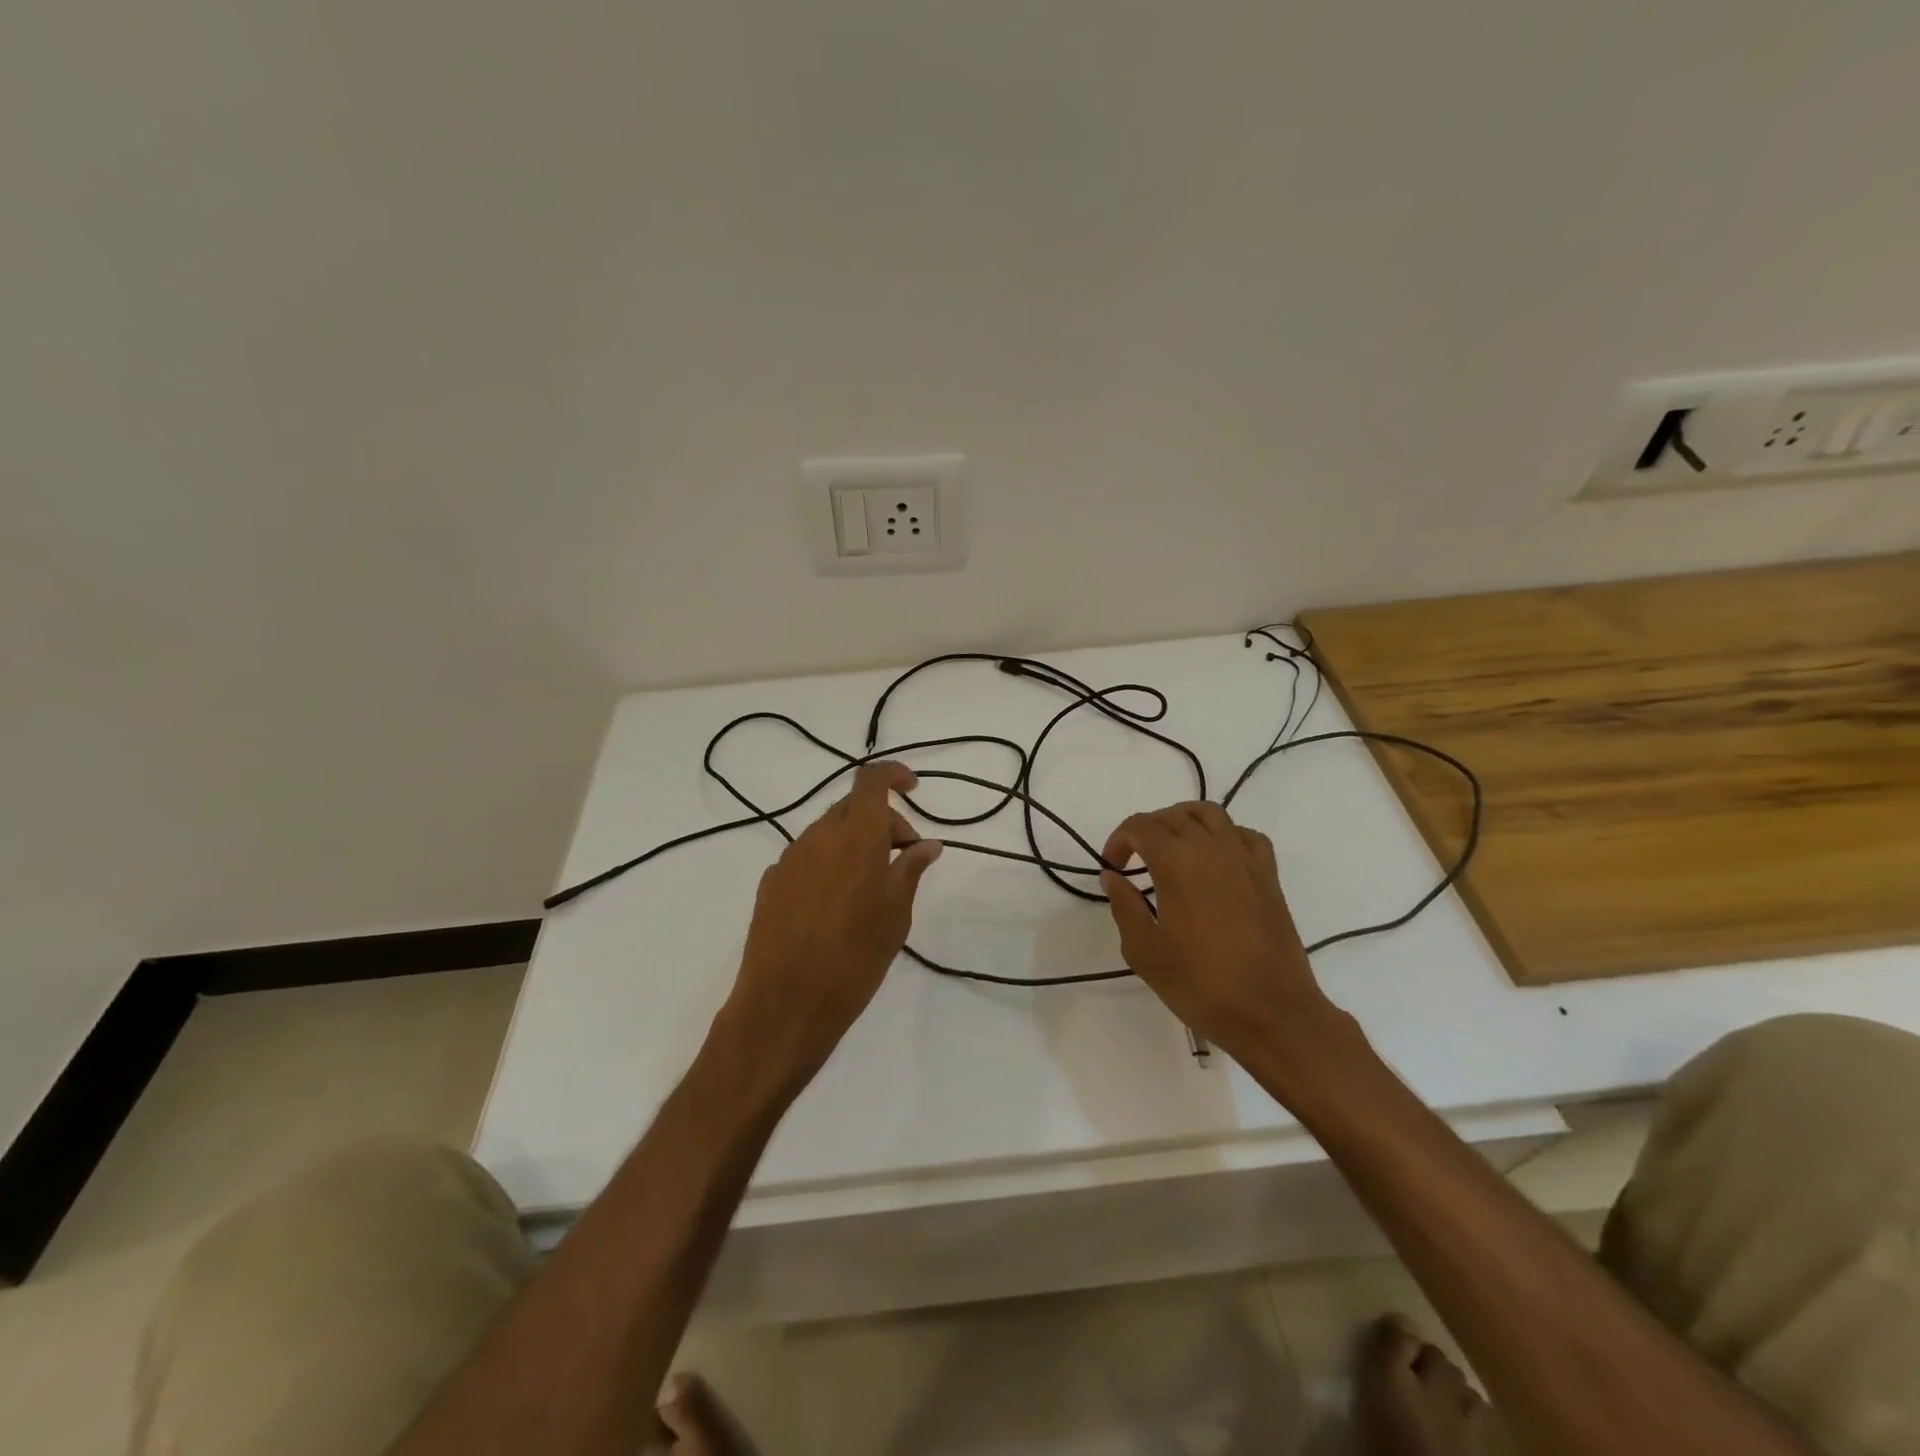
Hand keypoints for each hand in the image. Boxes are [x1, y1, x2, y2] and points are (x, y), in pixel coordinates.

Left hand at [720, 761, 940, 1081]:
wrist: (785, 1004)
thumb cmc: (854, 958)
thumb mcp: (895, 915)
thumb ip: (910, 870)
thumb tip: (927, 844)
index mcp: (855, 837)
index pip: (871, 780)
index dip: (893, 774)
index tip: (914, 788)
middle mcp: (818, 837)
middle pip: (852, 807)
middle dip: (882, 820)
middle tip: (903, 856)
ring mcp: (789, 859)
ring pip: (828, 832)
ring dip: (854, 842)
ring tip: (872, 884)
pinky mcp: (770, 883)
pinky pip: (807, 857)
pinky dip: (829, 862)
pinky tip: (837, 903)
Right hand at [1100, 802, 1332, 1059]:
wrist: (1271, 1013)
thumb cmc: (1200, 985)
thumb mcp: (1144, 951)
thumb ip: (1124, 906)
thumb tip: (1113, 877)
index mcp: (1176, 863)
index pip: (1140, 826)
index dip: (1119, 840)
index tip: (1113, 869)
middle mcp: (1211, 848)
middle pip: (1172, 816)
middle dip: (1146, 831)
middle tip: (1135, 861)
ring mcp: (1245, 859)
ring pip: (1210, 814)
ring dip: (1183, 821)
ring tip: (1172, 849)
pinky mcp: (1268, 876)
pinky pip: (1244, 835)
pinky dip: (1224, 836)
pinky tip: (1215, 860)